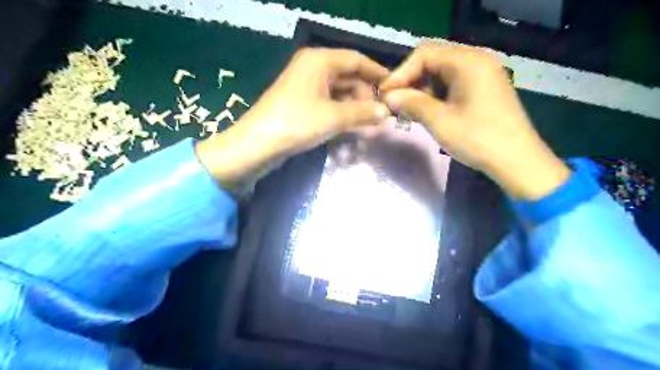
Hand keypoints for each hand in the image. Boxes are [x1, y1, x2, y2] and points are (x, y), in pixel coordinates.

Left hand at [198, 48, 387, 187]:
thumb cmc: (297, 123)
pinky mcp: (302, 103)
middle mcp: (313, 68)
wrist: (258, 145)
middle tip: (382, 115)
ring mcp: (306, 87)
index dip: (377, 73)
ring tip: (370, 125)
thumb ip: (363, 112)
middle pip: (348, 77)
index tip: (394, 88)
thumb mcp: (334, 117)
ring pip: (339, 93)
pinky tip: (353, 127)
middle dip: (366, 96)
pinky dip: (342, 114)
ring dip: (355, 108)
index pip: (356, 60)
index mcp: (319, 61)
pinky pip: (329, 104)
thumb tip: (386, 111)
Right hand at [379, 43, 570, 201]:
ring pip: (441, 75)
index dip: (400, 73)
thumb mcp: (439, 120)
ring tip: (407, 111)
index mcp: (467, 62)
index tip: (385, 94)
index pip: (424, 54)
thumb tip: (387, 96)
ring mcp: (482, 75)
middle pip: (433, 62)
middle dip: (410, 82)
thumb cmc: (478, 139)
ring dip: (421, 91)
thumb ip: (411, 103)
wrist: (517, 161)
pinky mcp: (483, 89)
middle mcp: (476, 61)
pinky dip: (435, 96)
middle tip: (394, 103)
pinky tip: (425, 112)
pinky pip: (452, 85)